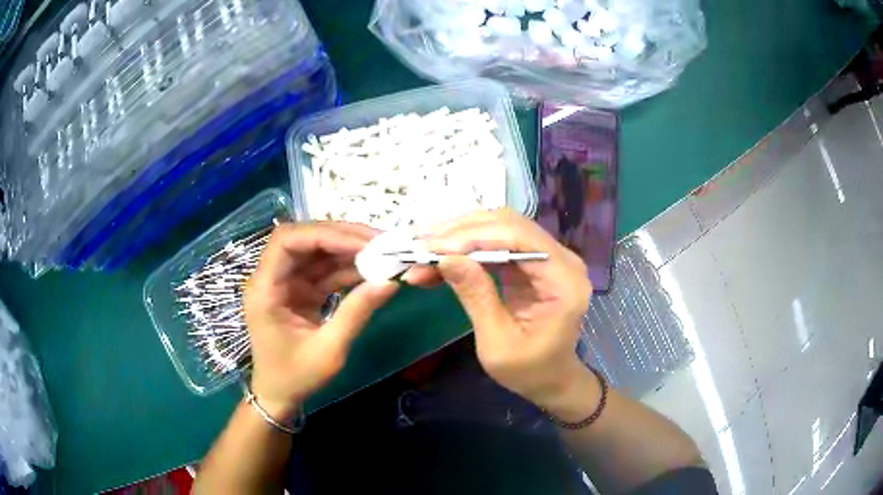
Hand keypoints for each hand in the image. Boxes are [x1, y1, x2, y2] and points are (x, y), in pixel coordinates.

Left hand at [243, 223, 397, 418]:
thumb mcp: (329, 350)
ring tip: (383, 252)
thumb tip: (390, 282)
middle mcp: (272, 278)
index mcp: (265, 289)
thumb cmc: (295, 377)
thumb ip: (356, 313)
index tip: (362, 242)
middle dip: (341, 237)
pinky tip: (372, 270)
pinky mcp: (299, 290)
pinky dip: (347, 268)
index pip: (287, 241)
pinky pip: (324, 270)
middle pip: (304, 239)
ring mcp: (286, 283)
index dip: (324, 234)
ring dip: (348, 250)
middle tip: (380, 241)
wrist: (279, 395)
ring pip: (317, 252)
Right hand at [412, 209, 593, 411]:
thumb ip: (476, 297)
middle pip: (508, 224)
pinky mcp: (531, 262)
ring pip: (499, 227)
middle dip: (461, 231)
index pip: (519, 238)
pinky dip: (466, 247)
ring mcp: (547, 257)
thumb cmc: (529, 370)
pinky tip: (439, 257)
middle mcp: (561, 259)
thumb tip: (445, 258)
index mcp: (563, 281)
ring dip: (459, 235)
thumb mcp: (498, 343)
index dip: (474, 236)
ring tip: (423, 248)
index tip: (434, 247)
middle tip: (421, 243)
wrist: (550, 379)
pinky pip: (497, 243)